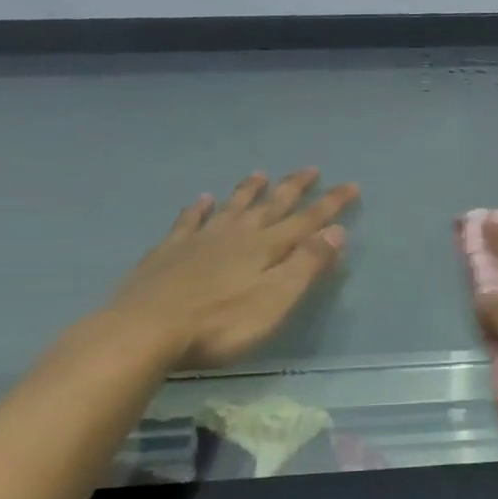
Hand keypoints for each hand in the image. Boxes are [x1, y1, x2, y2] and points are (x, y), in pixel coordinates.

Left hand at [110, 168, 357, 369]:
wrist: (146, 329)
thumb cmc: (220, 323)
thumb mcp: (276, 300)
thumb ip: (307, 265)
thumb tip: (337, 231)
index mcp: (267, 248)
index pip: (308, 220)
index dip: (331, 204)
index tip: (351, 185)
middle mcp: (237, 235)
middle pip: (272, 205)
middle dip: (294, 187)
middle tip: (311, 168)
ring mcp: (201, 240)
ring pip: (232, 206)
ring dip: (249, 190)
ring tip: (260, 174)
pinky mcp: (169, 252)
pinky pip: (189, 221)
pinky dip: (198, 208)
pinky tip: (201, 200)